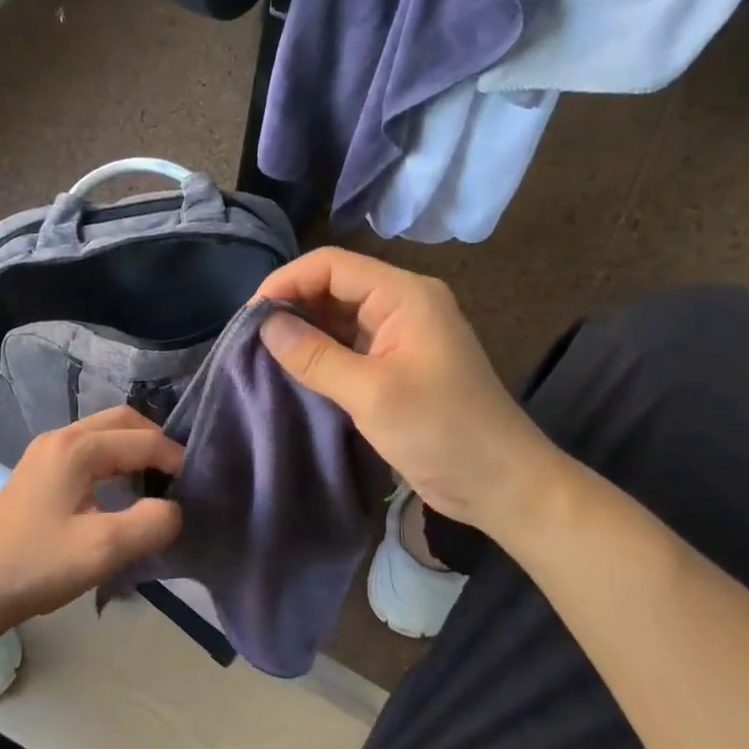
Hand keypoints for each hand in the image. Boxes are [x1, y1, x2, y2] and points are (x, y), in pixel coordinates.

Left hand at [0, 406, 183, 628]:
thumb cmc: (39, 565)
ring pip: (103, 433)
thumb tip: (174, 509)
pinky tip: (120, 490)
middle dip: (155, 441)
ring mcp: (45, 452)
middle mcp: (60, 438)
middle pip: (121, 421)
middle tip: (178, 475)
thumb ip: (151, 523)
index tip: (196, 486)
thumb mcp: (104, 549)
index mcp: (77, 448)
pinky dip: (113, 459)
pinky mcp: (38, 471)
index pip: (142, 440)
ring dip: (133, 448)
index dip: (175, 459)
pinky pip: (87, 449)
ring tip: (156, 482)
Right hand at [255, 248, 562, 534]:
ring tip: (263, 353)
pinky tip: (293, 369)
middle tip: (251, 337)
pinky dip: (321, 353)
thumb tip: (265, 324)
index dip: (287, 281)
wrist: (499, 482)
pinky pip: (350, 345)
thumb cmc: (441, 430)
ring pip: (340, 317)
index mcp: (405, 295)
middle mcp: (403, 305)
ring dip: (304, 330)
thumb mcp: (371, 393)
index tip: (249, 315)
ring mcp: (401, 336)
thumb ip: (315, 355)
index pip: (333, 266)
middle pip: (335, 286)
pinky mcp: (397, 365)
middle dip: (293, 305)